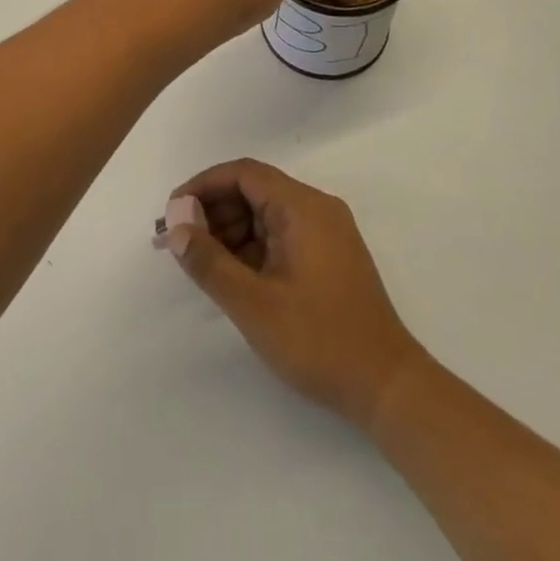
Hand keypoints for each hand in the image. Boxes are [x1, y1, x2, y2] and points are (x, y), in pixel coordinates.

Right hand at [164, 159, 423, 431]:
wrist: (387, 387)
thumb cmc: (319, 341)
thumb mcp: (254, 304)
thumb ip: (210, 262)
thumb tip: (175, 228)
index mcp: (303, 207)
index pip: (244, 174)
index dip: (204, 186)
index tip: (172, 212)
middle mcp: (317, 209)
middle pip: (255, 190)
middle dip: (213, 210)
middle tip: (179, 241)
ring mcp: (326, 233)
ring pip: (267, 214)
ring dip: (230, 230)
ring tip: (199, 261)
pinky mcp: (329, 257)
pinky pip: (281, 235)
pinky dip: (252, 247)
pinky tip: (230, 273)